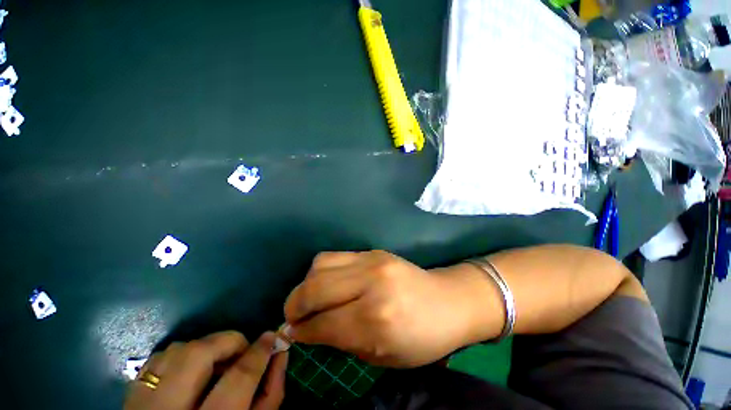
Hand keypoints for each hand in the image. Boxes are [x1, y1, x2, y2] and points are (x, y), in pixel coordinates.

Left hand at [124, 331, 287, 409]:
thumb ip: (271, 391)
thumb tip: (279, 350)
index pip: (238, 379)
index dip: (259, 352)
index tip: (271, 336)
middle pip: (197, 356)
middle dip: (228, 342)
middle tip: (241, 351)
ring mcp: (143, 404)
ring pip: (177, 351)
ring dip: (205, 348)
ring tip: (217, 364)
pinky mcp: (132, 395)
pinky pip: (159, 358)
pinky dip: (182, 355)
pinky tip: (192, 371)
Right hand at [284, 251, 496, 367]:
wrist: (448, 301)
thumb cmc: (421, 339)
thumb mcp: (381, 357)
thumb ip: (340, 342)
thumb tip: (305, 331)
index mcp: (375, 319)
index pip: (321, 323)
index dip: (299, 331)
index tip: (289, 334)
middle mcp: (371, 284)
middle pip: (314, 288)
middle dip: (294, 304)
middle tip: (293, 316)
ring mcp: (372, 261)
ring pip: (320, 264)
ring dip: (307, 284)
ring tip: (311, 297)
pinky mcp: (374, 251)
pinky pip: (336, 256)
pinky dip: (323, 270)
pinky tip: (330, 282)